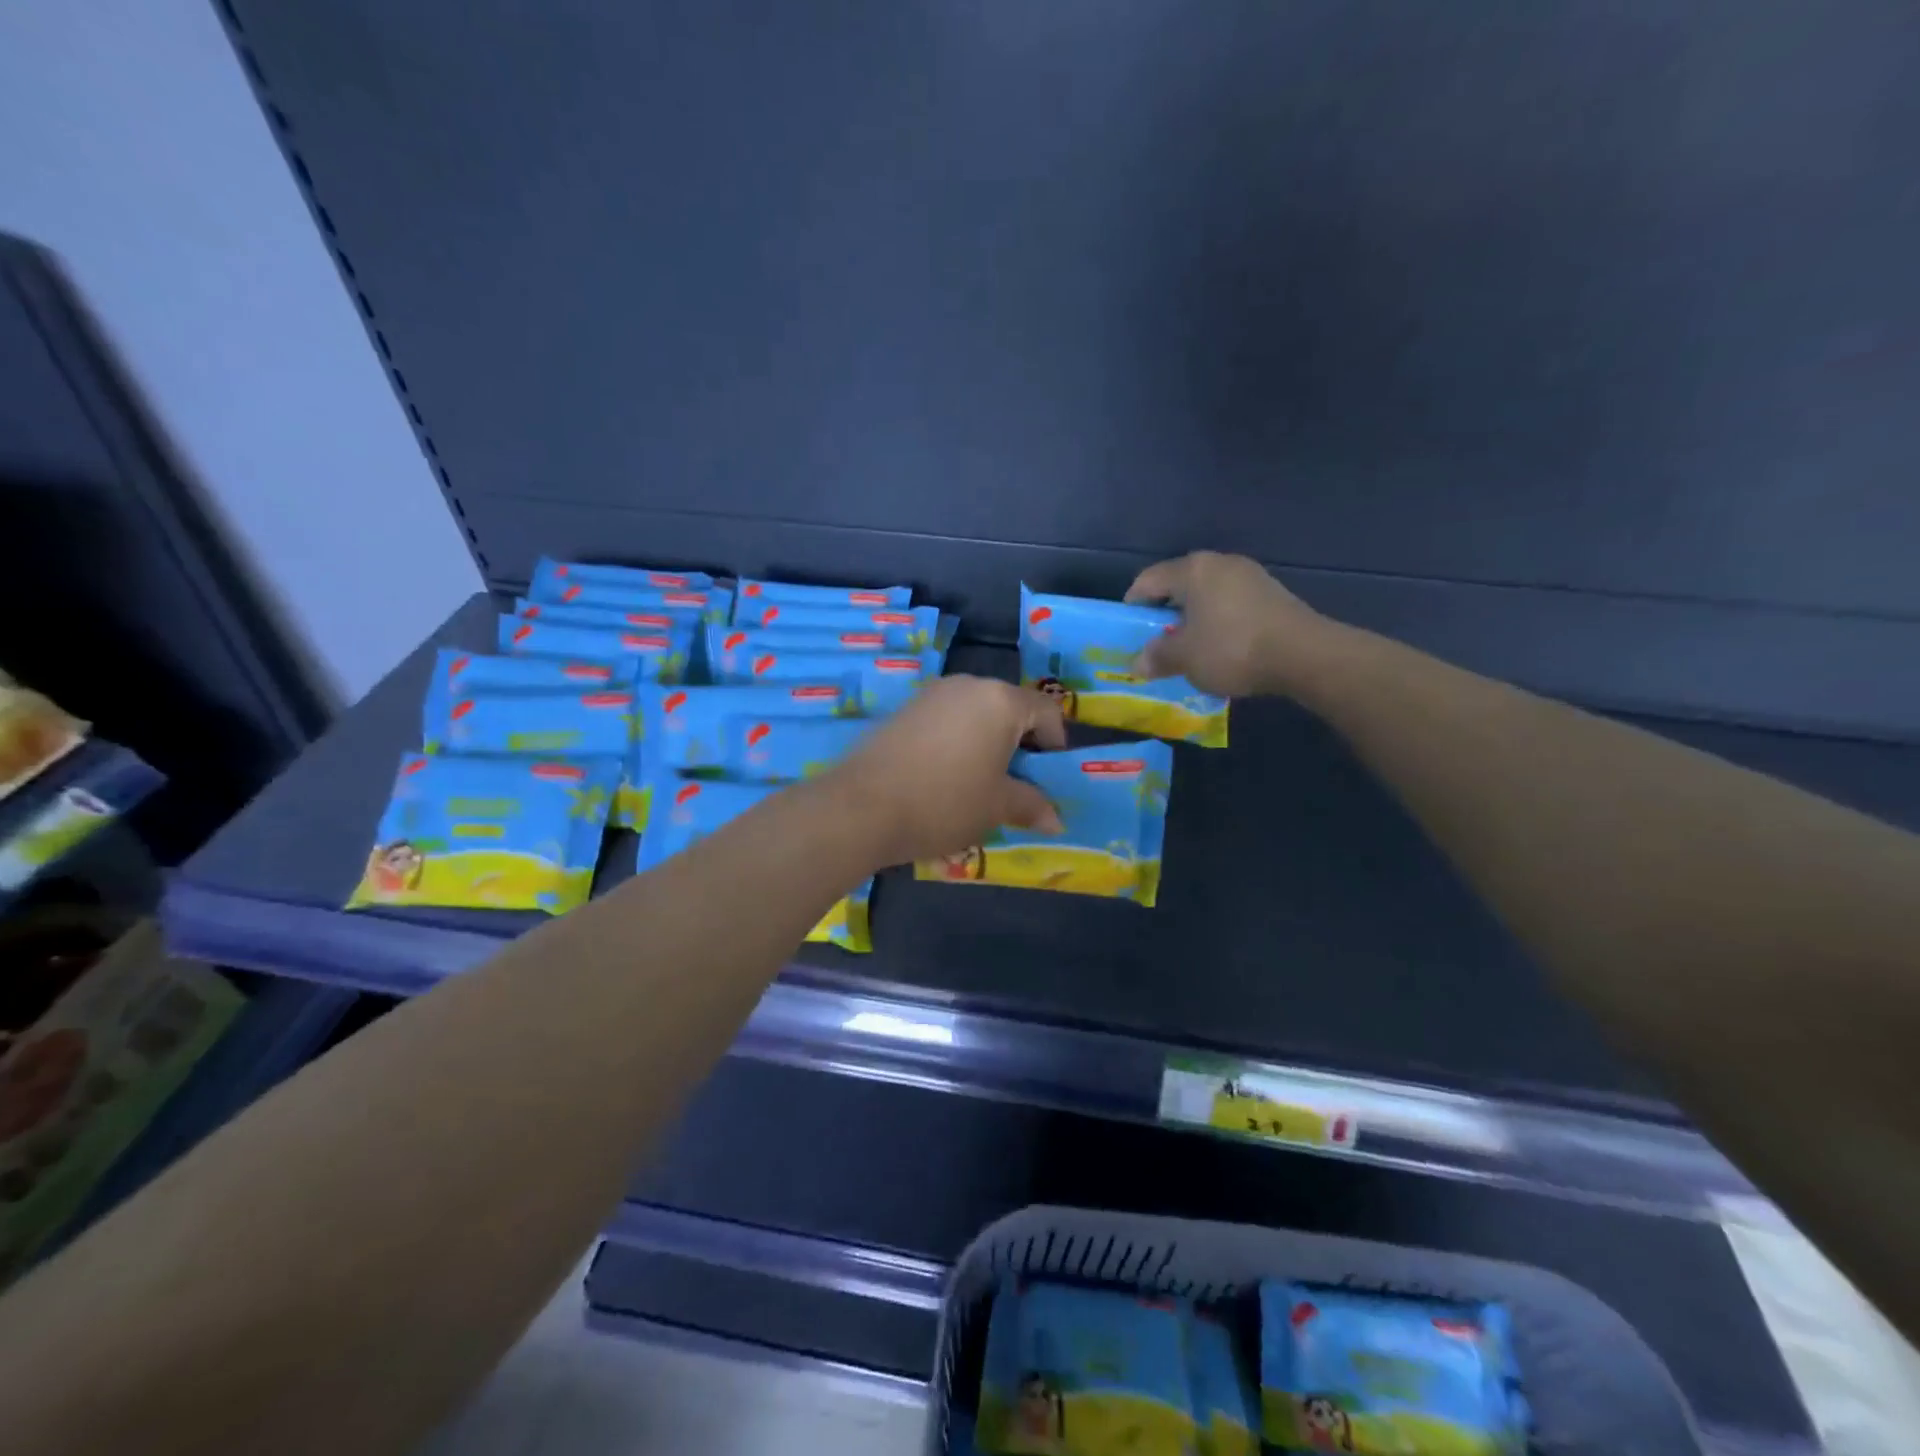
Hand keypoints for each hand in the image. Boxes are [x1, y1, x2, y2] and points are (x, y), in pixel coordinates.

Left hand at [823, 676, 1066, 867]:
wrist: (861, 807)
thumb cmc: (944, 802)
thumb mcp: (996, 807)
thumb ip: (1031, 805)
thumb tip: (1056, 820)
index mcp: (1000, 700)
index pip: (1047, 711)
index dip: (1056, 744)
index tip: (1047, 778)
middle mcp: (968, 685)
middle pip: (1010, 708)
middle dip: (1020, 743)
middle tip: (1016, 784)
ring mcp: (932, 694)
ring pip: (976, 714)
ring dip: (987, 742)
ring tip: (978, 783)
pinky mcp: (904, 709)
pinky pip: (946, 720)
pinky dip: (957, 742)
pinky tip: (943, 776)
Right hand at [1125, 551, 1332, 696]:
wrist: (1303, 655)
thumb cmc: (1231, 648)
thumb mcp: (1185, 658)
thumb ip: (1157, 656)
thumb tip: (1138, 663)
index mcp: (1192, 570)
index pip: (1148, 580)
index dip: (1132, 605)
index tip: (1127, 630)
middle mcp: (1220, 563)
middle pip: (1179, 585)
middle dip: (1164, 613)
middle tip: (1156, 641)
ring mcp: (1250, 576)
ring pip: (1207, 595)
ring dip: (1193, 618)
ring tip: (1188, 647)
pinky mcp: (1271, 594)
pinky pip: (1231, 604)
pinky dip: (1218, 622)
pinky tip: (1221, 647)